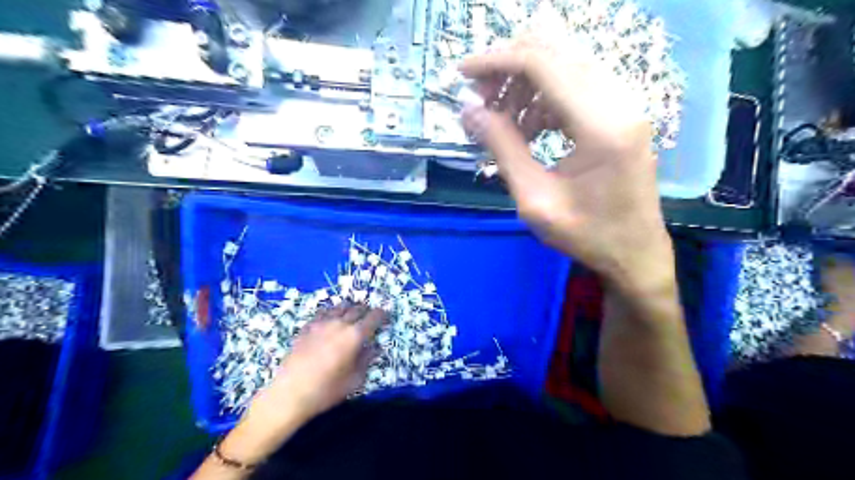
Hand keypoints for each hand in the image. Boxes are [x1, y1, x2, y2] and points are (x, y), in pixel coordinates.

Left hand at [245, 306, 382, 424]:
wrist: (290, 394)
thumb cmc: (326, 390)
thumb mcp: (354, 380)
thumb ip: (367, 360)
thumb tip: (375, 347)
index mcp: (355, 335)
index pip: (374, 317)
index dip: (382, 315)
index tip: (386, 317)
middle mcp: (340, 324)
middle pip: (357, 308)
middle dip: (367, 311)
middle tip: (370, 317)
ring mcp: (321, 323)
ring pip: (340, 307)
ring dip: (350, 309)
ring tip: (352, 315)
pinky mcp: (307, 327)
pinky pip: (323, 313)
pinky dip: (332, 313)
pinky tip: (331, 320)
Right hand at [462, 33, 673, 288]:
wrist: (634, 252)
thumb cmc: (586, 235)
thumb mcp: (534, 199)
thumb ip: (502, 149)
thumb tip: (469, 110)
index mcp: (600, 126)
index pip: (542, 64)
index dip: (496, 61)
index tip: (462, 72)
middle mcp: (619, 102)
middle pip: (555, 53)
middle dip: (509, 69)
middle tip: (481, 100)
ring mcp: (623, 105)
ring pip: (564, 65)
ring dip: (525, 84)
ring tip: (501, 120)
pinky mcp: (620, 114)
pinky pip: (575, 86)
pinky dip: (543, 98)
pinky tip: (528, 127)